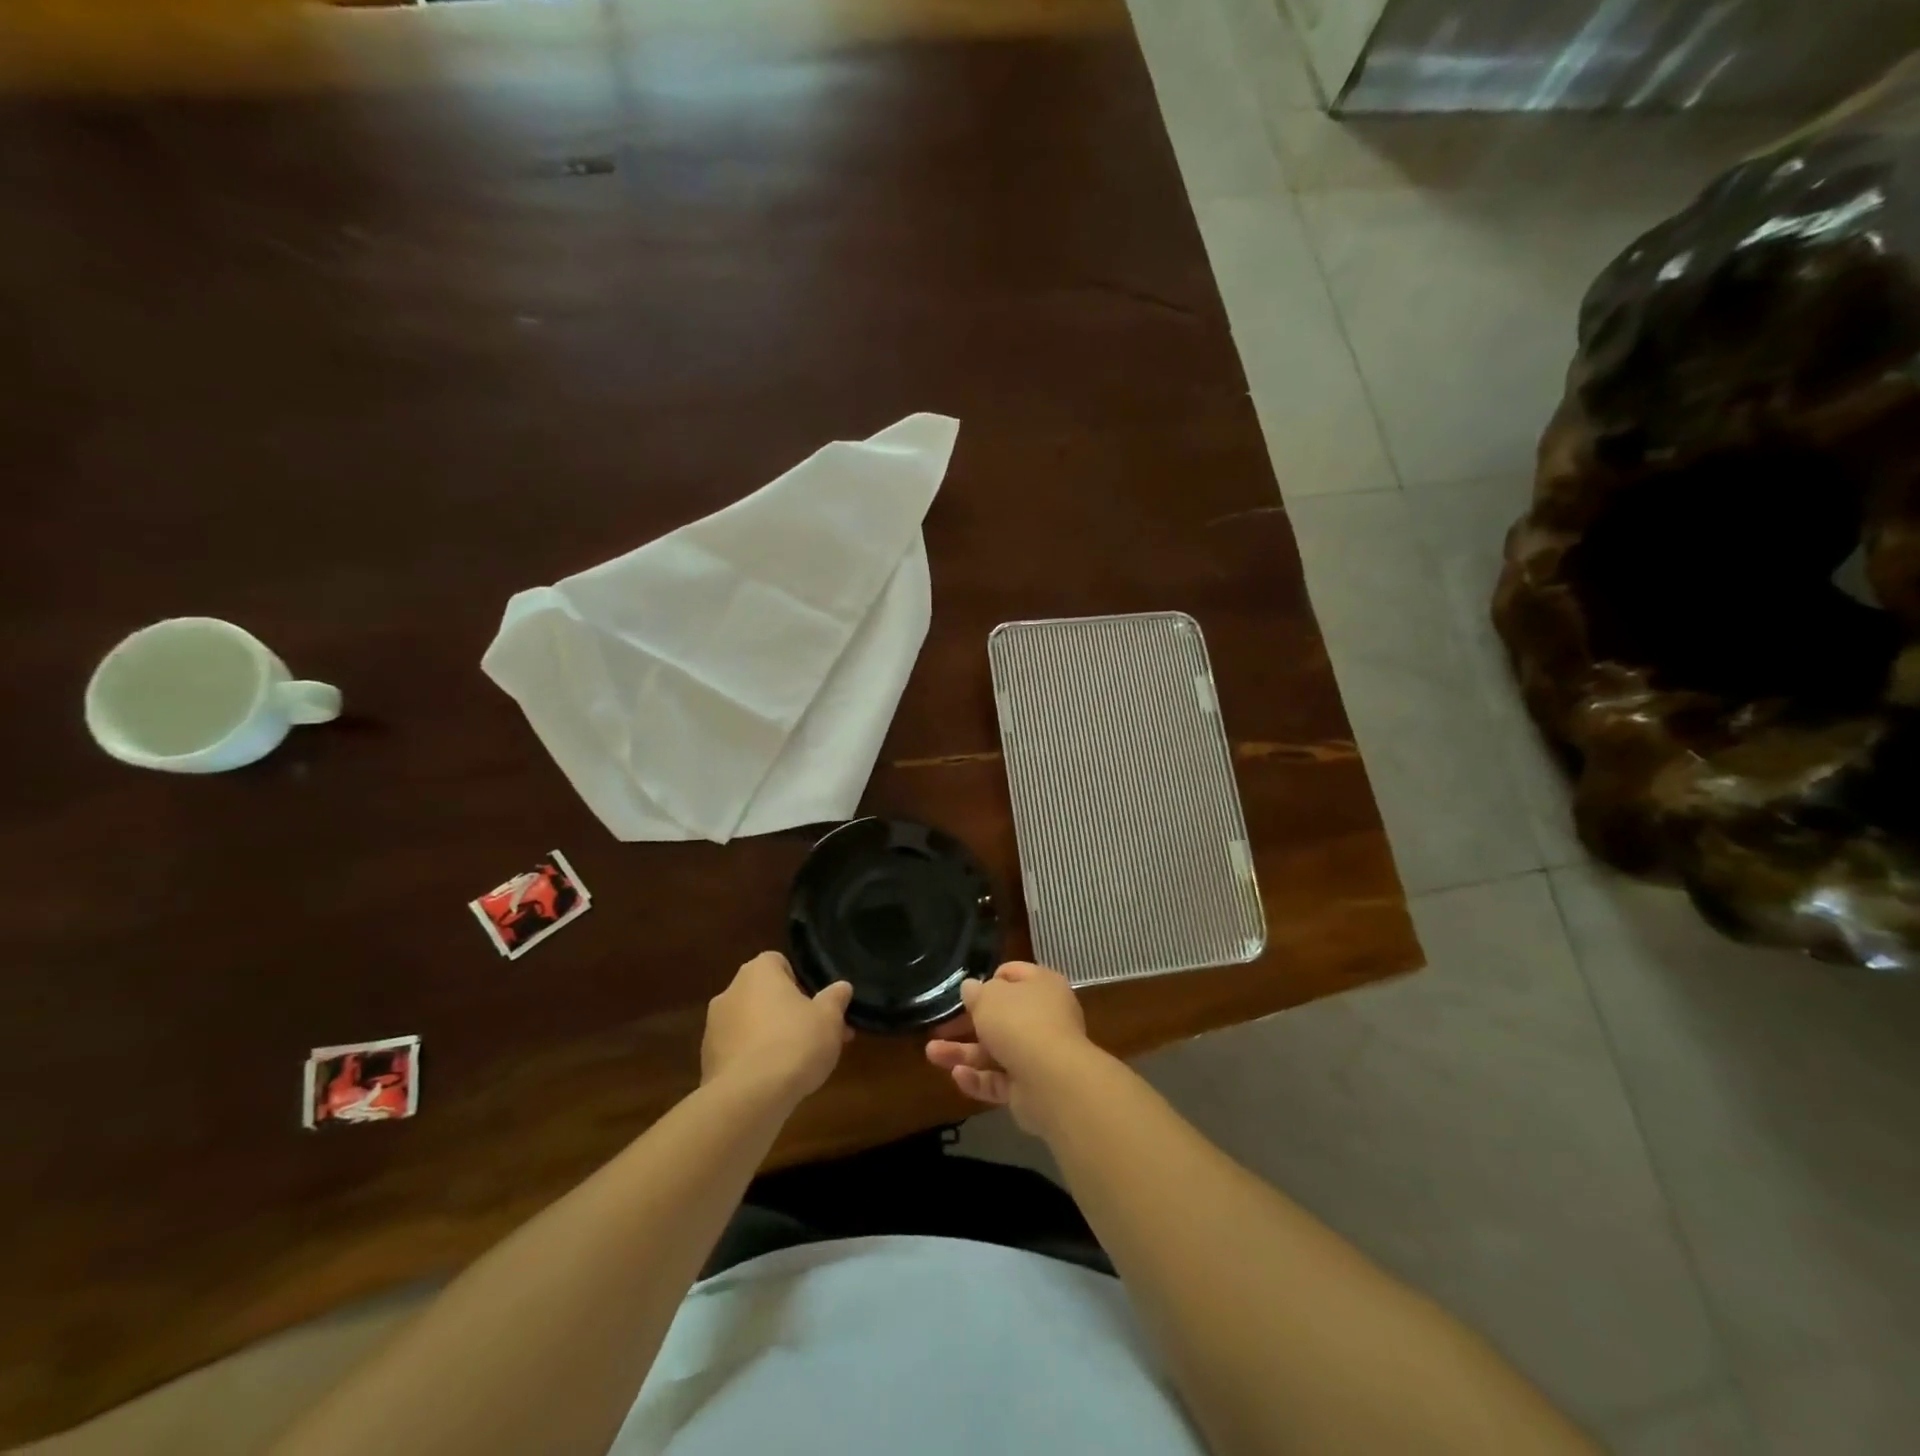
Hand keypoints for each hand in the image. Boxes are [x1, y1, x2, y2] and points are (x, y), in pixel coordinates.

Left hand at [702, 952, 852, 1105]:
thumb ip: (836, 998)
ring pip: (750, 1024)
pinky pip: (738, 1052)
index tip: (816, 1005)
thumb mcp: (829, 1019)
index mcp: (758, 972)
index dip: (800, 981)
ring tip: (797, 1063)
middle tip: (815, 1035)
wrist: (749, 1098)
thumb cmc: (794, 1043)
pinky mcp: (707, 1061)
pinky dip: (754, 1061)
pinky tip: (773, 1081)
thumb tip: (842, 987)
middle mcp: (730, 992)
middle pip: (764, 995)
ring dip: (770, 1036)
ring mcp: (713, 1028)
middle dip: (788, 1012)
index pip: (779, 963)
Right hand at [925, 962, 1092, 1129]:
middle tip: (939, 1027)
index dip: (989, 980)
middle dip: (966, 1024)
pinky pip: (1000, 1079)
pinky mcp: (1031, 1087)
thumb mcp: (989, 997)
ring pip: (995, 1050)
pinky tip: (957, 1075)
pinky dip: (978, 1078)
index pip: (1014, 975)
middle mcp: (1044, 1017)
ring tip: (932, 1054)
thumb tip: (971, 988)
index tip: (965, 991)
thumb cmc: (1019, 1023)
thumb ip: (976, 992)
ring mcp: (1039, 1054)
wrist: (1052, 1080)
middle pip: (1001, 1017)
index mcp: (1042, 986)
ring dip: (964, 1052)